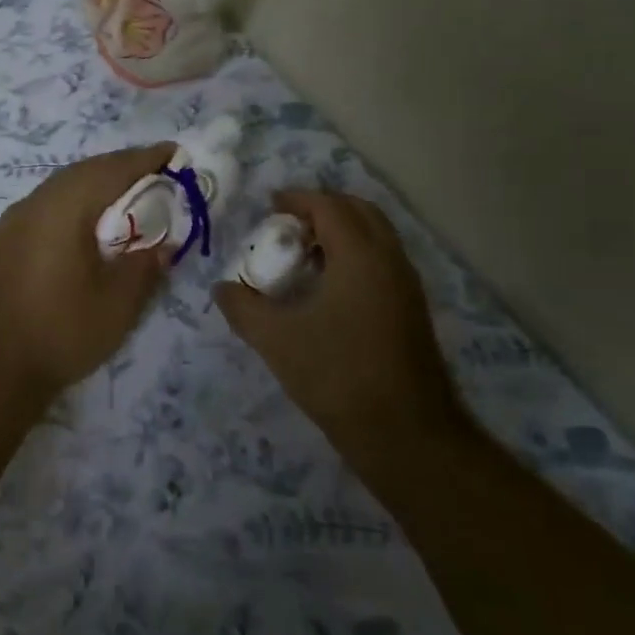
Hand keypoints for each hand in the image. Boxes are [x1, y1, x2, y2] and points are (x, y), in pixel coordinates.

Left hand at [0, 144, 174, 399]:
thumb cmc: (59, 332)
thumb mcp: (117, 304)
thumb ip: (144, 266)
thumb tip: (161, 244)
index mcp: (63, 208)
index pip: (112, 169)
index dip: (146, 159)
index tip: (175, 153)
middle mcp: (35, 203)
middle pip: (85, 171)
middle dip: (122, 168)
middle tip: (157, 174)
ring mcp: (14, 221)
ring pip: (63, 186)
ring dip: (98, 184)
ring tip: (129, 196)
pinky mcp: (5, 240)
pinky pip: (49, 205)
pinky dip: (77, 202)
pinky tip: (90, 224)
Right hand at [214, 190, 464, 447]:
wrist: (406, 435)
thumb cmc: (338, 376)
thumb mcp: (276, 340)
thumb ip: (243, 308)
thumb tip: (222, 288)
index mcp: (360, 256)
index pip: (329, 206)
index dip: (297, 199)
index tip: (269, 206)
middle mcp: (390, 260)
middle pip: (359, 211)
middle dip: (322, 208)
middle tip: (287, 224)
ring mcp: (406, 285)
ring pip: (375, 235)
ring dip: (341, 231)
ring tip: (303, 254)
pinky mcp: (412, 309)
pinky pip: (382, 260)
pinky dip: (355, 254)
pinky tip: (328, 288)